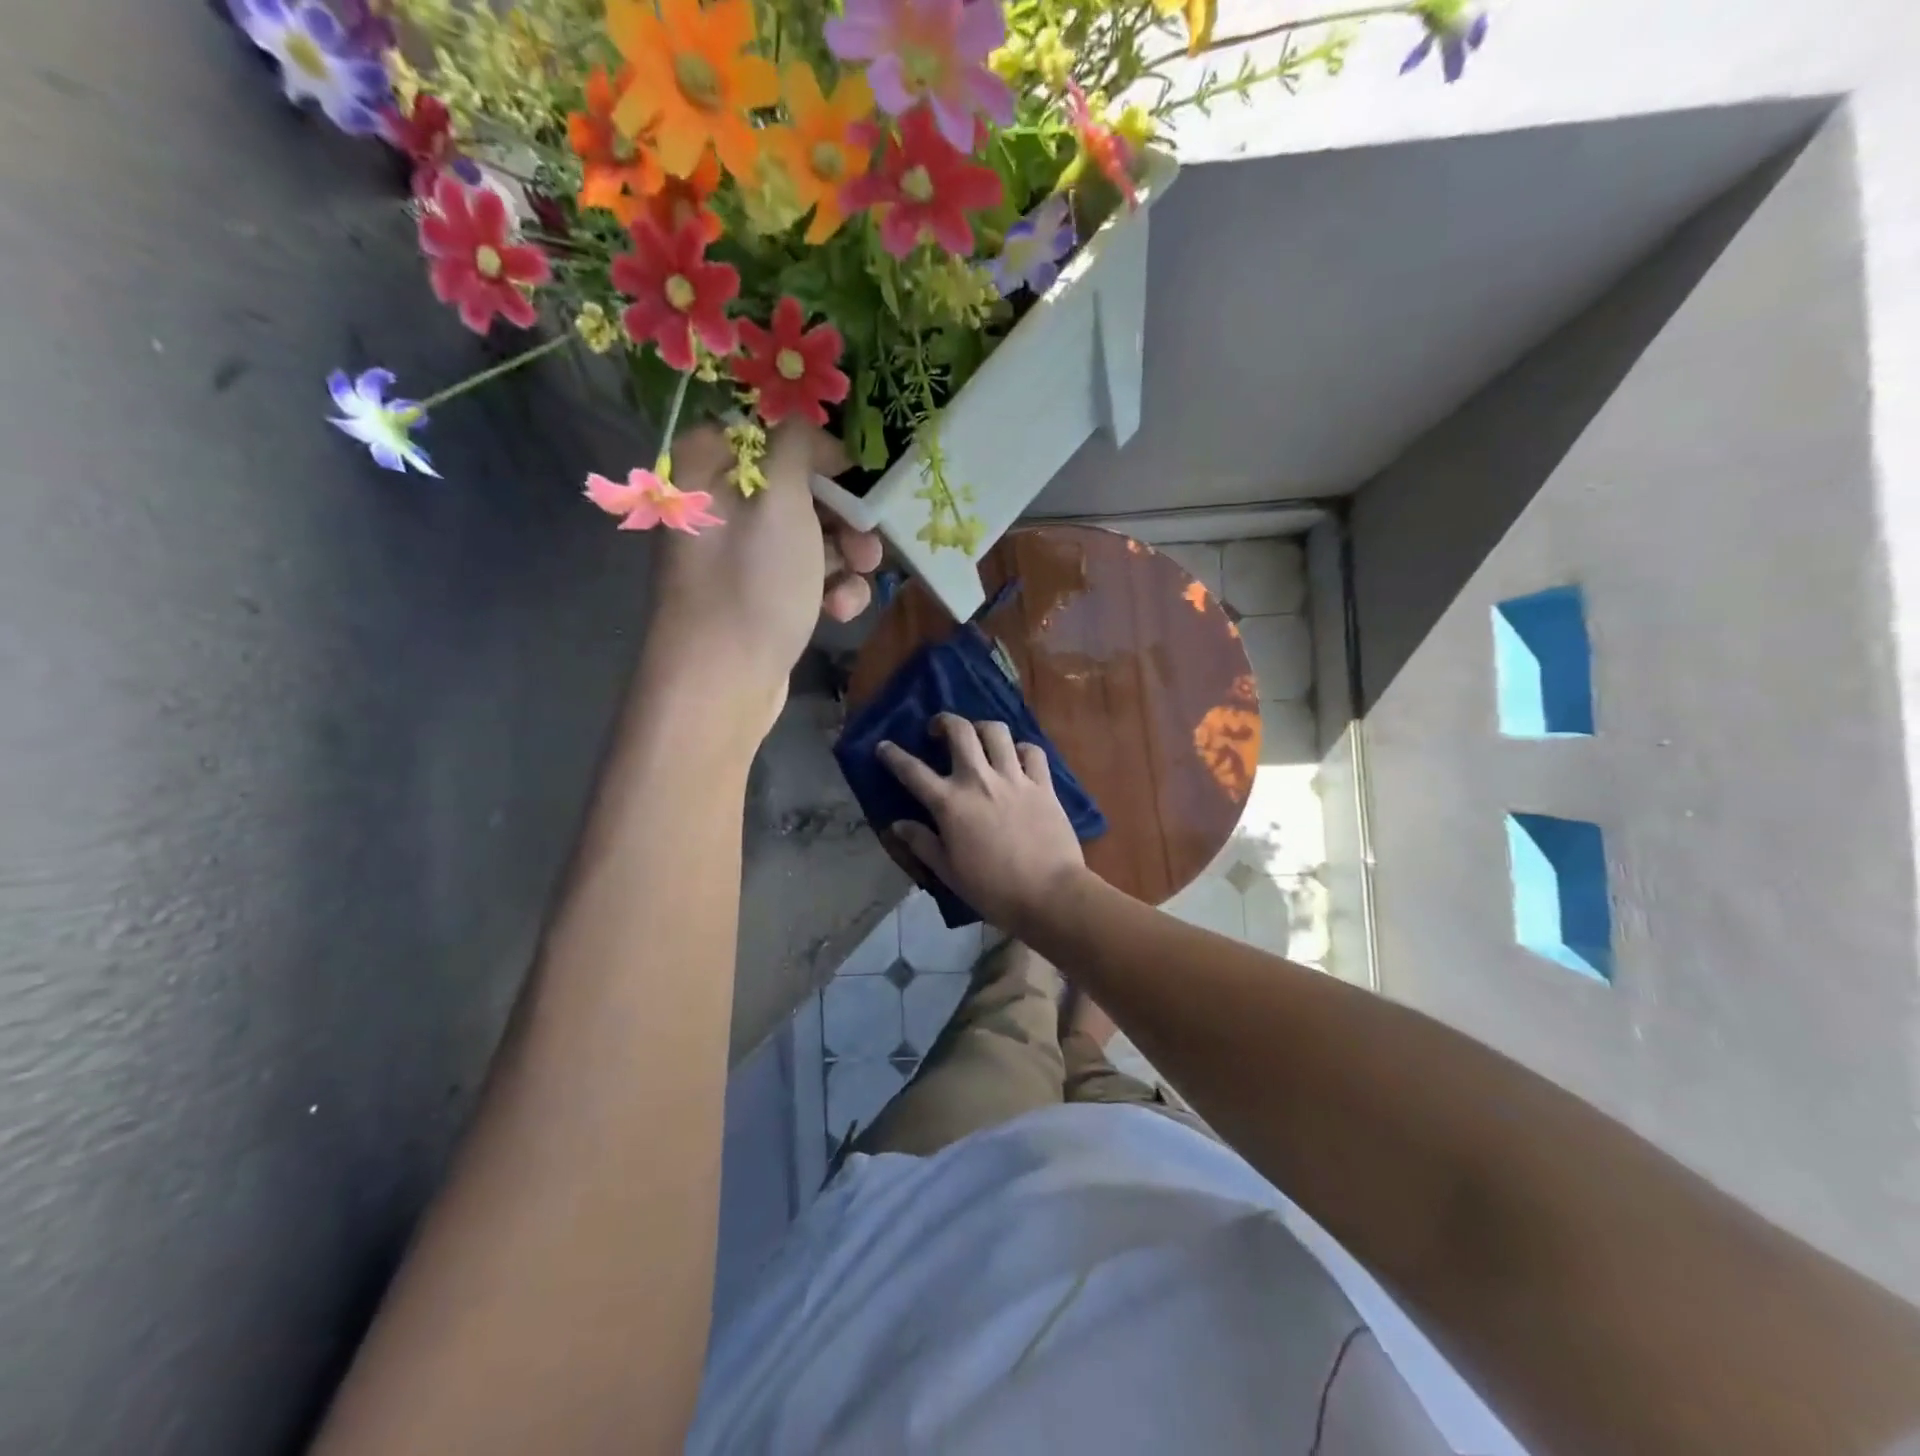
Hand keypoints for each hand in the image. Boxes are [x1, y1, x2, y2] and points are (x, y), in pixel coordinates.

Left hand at [644, 421, 881, 734]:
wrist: (723, 683)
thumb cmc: (751, 583)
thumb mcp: (778, 498)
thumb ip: (797, 445)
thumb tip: (813, 434)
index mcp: (708, 467)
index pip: (770, 433)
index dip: (818, 450)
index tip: (855, 472)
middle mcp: (721, 506)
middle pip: (800, 489)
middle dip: (843, 516)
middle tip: (866, 537)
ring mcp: (742, 556)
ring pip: (812, 536)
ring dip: (845, 557)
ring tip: (859, 578)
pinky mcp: (762, 597)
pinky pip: (806, 576)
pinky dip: (830, 590)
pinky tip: (837, 613)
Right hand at [877, 714, 1087, 935]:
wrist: (1049, 894)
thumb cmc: (993, 890)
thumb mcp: (948, 871)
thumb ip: (922, 843)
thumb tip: (897, 825)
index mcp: (950, 803)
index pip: (912, 771)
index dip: (893, 755)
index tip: (884, 746)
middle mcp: (979, 780)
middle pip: (959, 731)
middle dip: (943, 721)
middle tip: (938, 730)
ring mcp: (1014, 778)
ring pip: (996, 731)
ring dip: (982, 728)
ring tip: (978, 738)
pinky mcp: (1043, 784)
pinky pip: (1032, 751)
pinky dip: (1022, 749)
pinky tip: (1017, 758)